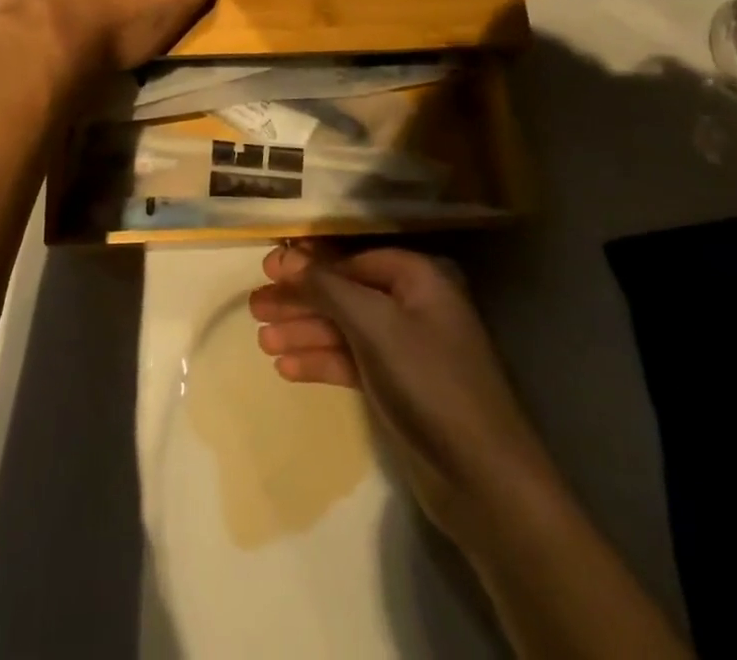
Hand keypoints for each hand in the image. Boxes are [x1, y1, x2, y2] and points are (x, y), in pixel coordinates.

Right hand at [250, 243, 546, 546]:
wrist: (481, 478)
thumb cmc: (428, 381)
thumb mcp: (373, 325)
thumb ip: (327, 287)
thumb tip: (285, 257)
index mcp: (418, 277)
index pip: (352, 259)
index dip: (308, 264)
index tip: (266, 270)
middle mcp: (413, 304)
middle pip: (345, 293)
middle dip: (301, 300)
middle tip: (255, 308)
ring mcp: (406, 347)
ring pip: (345, 329)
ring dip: (305, 333)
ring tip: (262, 341)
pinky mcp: (398, 385)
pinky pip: (352, 361)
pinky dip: (322, 362)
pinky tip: (286, 369)